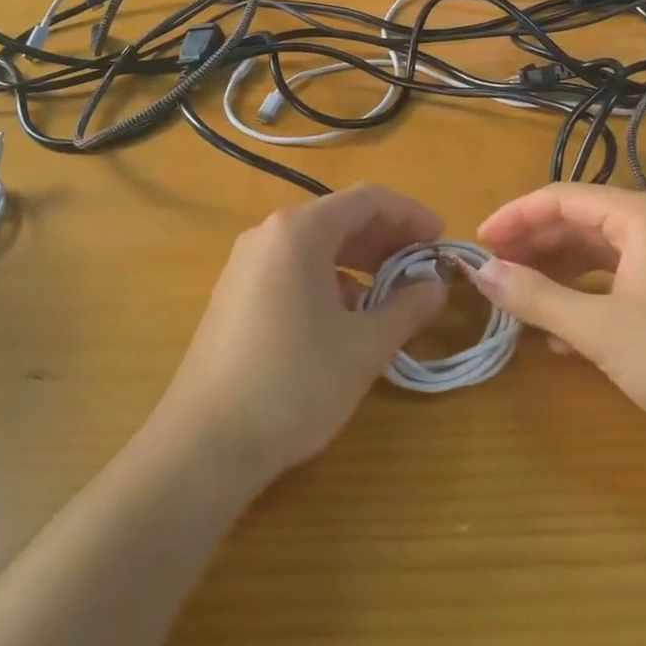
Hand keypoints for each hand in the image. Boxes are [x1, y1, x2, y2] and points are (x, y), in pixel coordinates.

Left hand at [156, 184, 445, 482]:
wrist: (203, 445)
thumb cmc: (294, 384)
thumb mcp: (364, 347)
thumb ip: (408, 307)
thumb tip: (436, 285)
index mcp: (299, 232)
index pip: (368, 200)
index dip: (411, 215)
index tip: (441, 241)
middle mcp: (268, 235)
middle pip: (340, 218)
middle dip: (388, 239)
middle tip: (423, 268)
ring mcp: (246, 264)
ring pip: (317, 245)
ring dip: (360, 261)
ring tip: (392, 294)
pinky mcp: (235, 294)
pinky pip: (293, 268)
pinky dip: (330, 279)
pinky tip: (347, 316)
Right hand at [472, 184, 645, 464]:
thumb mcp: (599, 330)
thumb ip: (536, 297)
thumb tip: (481, 273)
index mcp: (642, 215)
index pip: (561, 198)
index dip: (514, 217)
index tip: (478, 244)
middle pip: (580, 220)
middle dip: (534, 245)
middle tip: (494, 272)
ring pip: (600, 250)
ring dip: (558, 272)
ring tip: (521, 300)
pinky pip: (621, 276)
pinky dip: (588, 294)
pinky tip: (563, 330)